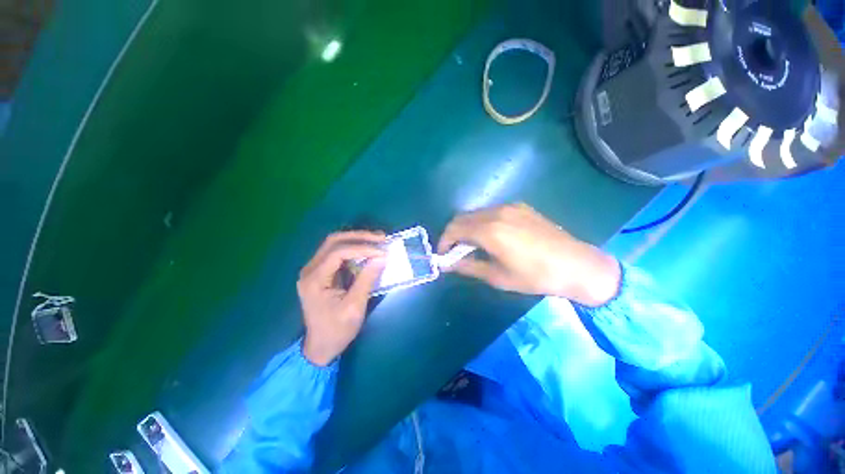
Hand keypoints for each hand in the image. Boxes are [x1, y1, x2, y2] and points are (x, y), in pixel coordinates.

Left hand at [298, 231, 386, 365]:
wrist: (320, 347)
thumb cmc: (337, 330)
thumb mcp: (354, 306)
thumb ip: (367, 279)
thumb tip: (382, 257)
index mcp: (314, 279)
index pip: (338, 252)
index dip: (362, 248)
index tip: (382, 251)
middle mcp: (310, 269)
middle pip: (333, 241)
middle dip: (359, 237)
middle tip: (381, 237)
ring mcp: (313, 270)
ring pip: (335, 244)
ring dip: (357, 240)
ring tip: (377, 240)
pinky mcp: (321, 272)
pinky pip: (337, 253)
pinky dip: (354, 249)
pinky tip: (367, 250)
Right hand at [438, 203, 619, 306]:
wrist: (577, 264)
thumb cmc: (535, 276)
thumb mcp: (497, 277)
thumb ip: (468, 266)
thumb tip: (447, 264)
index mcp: (489, 231)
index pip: (453, 229)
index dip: (443, 241)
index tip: (443, 254)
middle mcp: (496, 212)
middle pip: (462, 218)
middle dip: (453, 234)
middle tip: (455, 251)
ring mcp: (509, 207)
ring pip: (475, 213)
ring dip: (467, 227)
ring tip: (472, 245)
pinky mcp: (520, 206)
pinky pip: (490, 211)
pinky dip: (481, 222)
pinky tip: (490, 236)